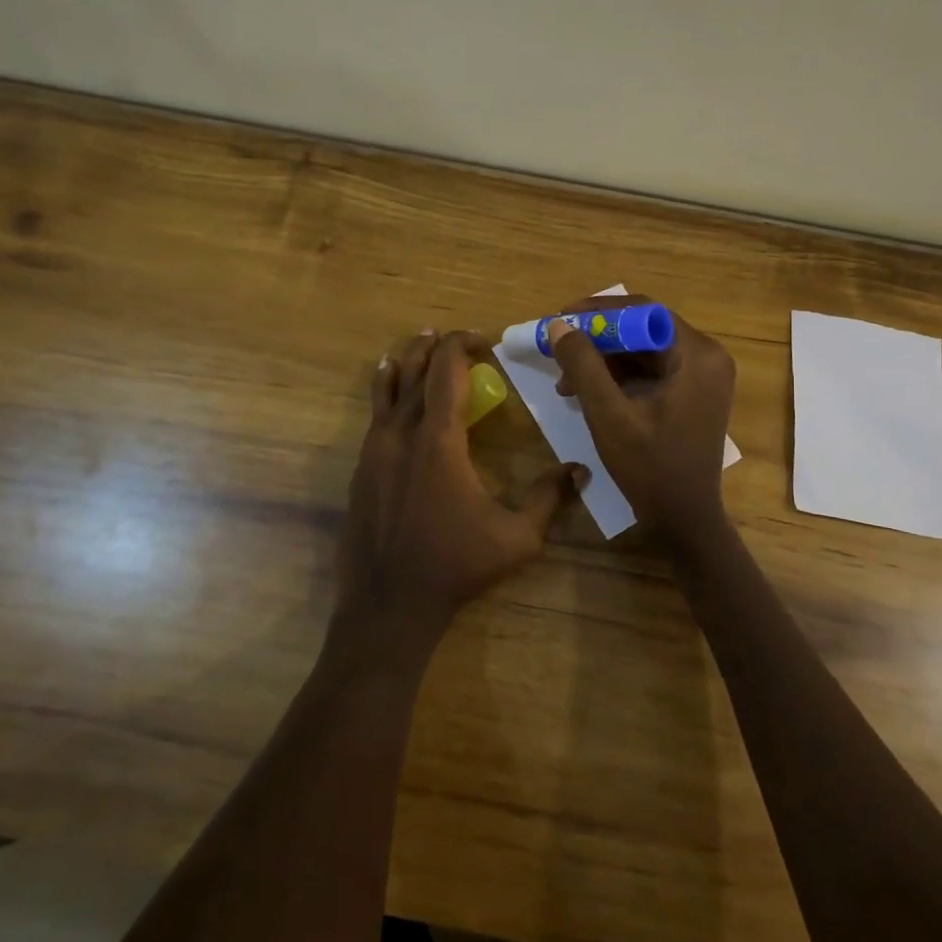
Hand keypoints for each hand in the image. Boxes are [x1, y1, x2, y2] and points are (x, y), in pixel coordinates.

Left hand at [337, 330, 585, 653]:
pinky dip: (385, 391)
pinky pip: (373, 413)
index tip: (483, 342)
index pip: (446, 370)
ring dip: (406, 361)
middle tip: (453, 339)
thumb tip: (580, 470)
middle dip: (434, 345)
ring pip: (387, 387)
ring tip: (419, 345)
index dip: (462, 345)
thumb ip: (549, 498)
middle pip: (413, 369)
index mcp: (439, 440)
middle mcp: (401, 433)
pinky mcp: (361, 467)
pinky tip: (391, 390)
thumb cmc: (455, 566)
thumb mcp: (516, 538)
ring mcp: (374, 449)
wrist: (389, 603)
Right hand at [546, 296, 735, 536]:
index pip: (644, 311)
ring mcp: (702, 376)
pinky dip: (618, 376)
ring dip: (604, 360)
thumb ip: (583, 366)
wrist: (684, 520)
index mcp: (697, 355)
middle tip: (560, 349)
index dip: (600, 310)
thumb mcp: (608, 415)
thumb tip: (560, 325)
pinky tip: (587, 392)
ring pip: (644, 350)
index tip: (562, 319)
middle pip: (644, 328)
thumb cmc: (650, 468)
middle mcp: (707, 356)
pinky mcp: (692, 393)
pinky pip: (651, 369)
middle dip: (598, 339)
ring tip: (566, 382)